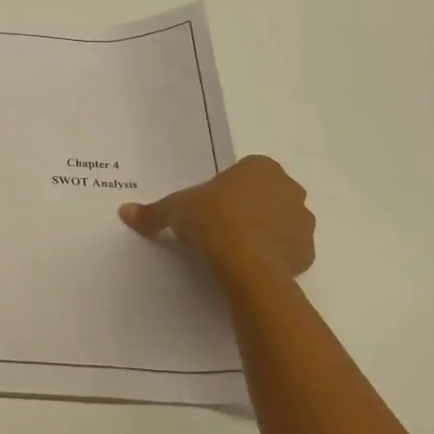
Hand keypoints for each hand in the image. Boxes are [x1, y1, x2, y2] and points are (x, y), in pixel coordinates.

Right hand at [119, 155, 315, 288]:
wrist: (246, 263)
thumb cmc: (211, 220)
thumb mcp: (174, 210)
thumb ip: (153, 211)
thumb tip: (124, 211)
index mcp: (260, 167)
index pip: (245, 173)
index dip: (227, 190)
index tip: (210, 208)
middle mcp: (288, 188)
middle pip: (267, 196)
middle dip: (250, 208)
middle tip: (221, 227)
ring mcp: (303, 221)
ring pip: (281, 223)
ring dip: (265, 232)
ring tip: (236, 250)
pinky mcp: (309, 253)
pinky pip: (290, 251)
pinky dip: (275, 256)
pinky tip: (251, 266)